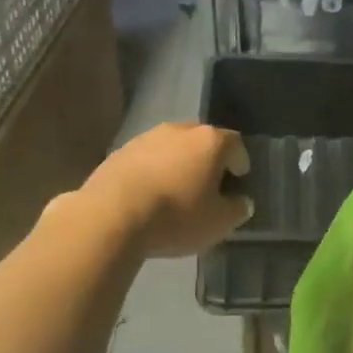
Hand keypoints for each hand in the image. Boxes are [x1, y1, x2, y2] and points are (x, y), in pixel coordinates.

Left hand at [80, 121, 251, 258]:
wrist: (111, 216)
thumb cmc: (176, 216)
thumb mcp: (219, 222)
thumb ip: (237, 209)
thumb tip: (241, 202)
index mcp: (210, 141)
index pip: (235, 144)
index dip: (240, 164)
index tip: (238, 182)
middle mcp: (180, 130)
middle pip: (202, 141)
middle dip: (208, 161)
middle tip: (208, 186)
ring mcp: (146, 138)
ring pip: (172, 148)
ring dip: (178, 165)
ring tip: (176, 192)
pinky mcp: (119, 152)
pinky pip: (146, 159)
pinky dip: (153, 172)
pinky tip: (148, 196)